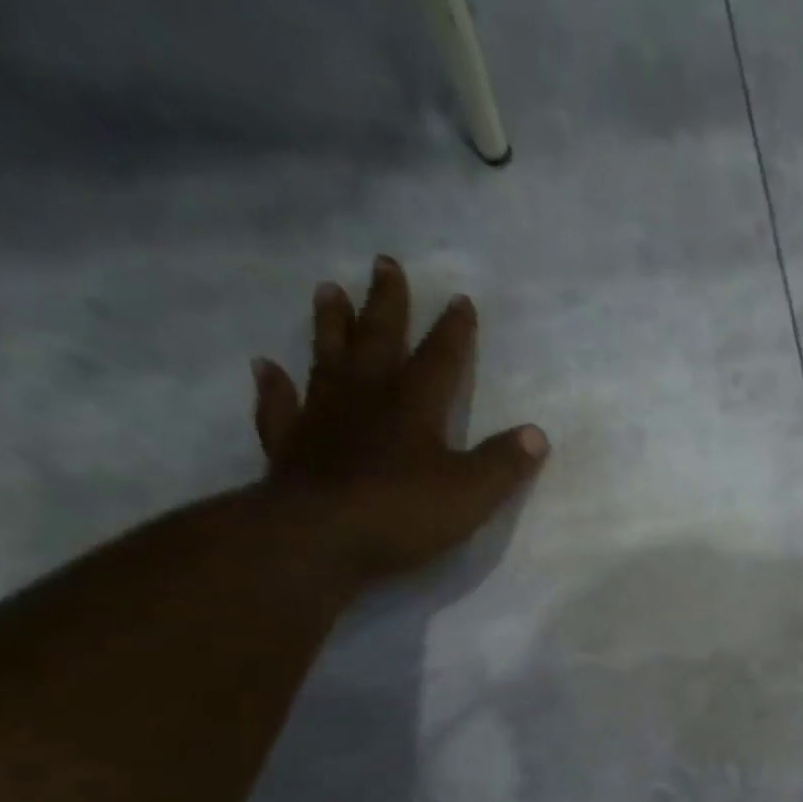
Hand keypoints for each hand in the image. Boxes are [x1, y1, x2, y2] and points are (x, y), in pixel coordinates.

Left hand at [250, 255, 548, 587]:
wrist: (319, 538)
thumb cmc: (402, 514)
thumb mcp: (471, 494)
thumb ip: (503, 463)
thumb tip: (536, 434)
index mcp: (413, 406)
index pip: (440, 358)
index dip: (453, 331)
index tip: (460, 299)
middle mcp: (365, 397)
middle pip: (378, 340)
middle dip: (386, 304)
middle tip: (384, 263)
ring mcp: (322, 417)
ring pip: (327, 358)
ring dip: (330, 325)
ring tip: (328, 290)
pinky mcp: (290, 445)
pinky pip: (280, 407)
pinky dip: (273, 386)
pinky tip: (266, 367)